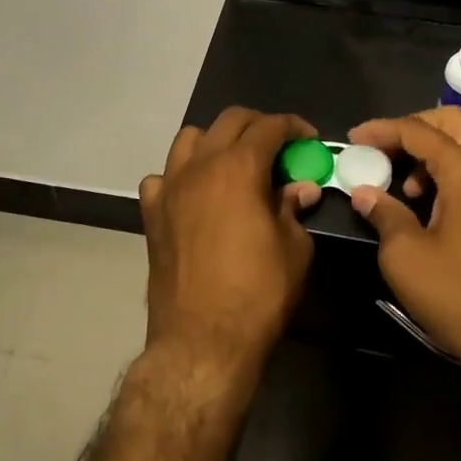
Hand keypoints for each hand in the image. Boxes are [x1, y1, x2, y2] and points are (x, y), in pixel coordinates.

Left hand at [139, 108, 323, 383]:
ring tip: (234, 163)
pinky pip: (162, 177)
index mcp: (238, 167)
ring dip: (215, 141)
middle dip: (258, 125)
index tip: (309, 139)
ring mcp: (170, 187)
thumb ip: (293, 208)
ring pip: (189, 139)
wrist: (202, 340)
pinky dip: (180, 176)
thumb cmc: (258, 292)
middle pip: (229, 121)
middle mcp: (200, 165)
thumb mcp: (294, 249)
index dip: (294, 126)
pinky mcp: (151, 214)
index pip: (269, 126)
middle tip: (279, 147)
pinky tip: (195, 196)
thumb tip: (300, 188)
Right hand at [346, 107, 460, 400]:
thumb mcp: (405, 257)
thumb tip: (365, 193)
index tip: (356, 139)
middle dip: (415, 129)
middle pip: (456, 124)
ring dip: (440, 156)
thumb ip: (384, 213)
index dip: (383, 130)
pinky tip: (447, 212)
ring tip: (413, 191)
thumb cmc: (457, 298)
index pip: (420, 132)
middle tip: (387, 151)